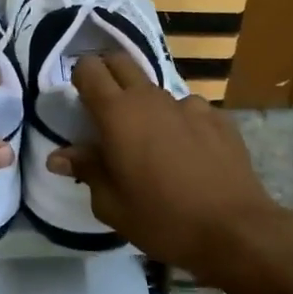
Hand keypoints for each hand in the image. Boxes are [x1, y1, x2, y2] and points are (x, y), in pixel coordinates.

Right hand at [50, 54, 292, 280]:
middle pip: (121, 62)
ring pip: (156, 90)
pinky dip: (180, 124)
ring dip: (146, 107)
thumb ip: (86, 170)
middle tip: (105, 110)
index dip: (80, 78)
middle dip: (108, 75)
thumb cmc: (162, 219)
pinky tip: (189, 154)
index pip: (88, 69)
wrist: (234, 230)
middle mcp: (151, 98)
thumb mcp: (111, 204)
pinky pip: (189, 110)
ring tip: (153, 145)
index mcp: (118, 114)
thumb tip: (58, 156)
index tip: (79, 101)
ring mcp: (189, 105)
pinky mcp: (218, 117)